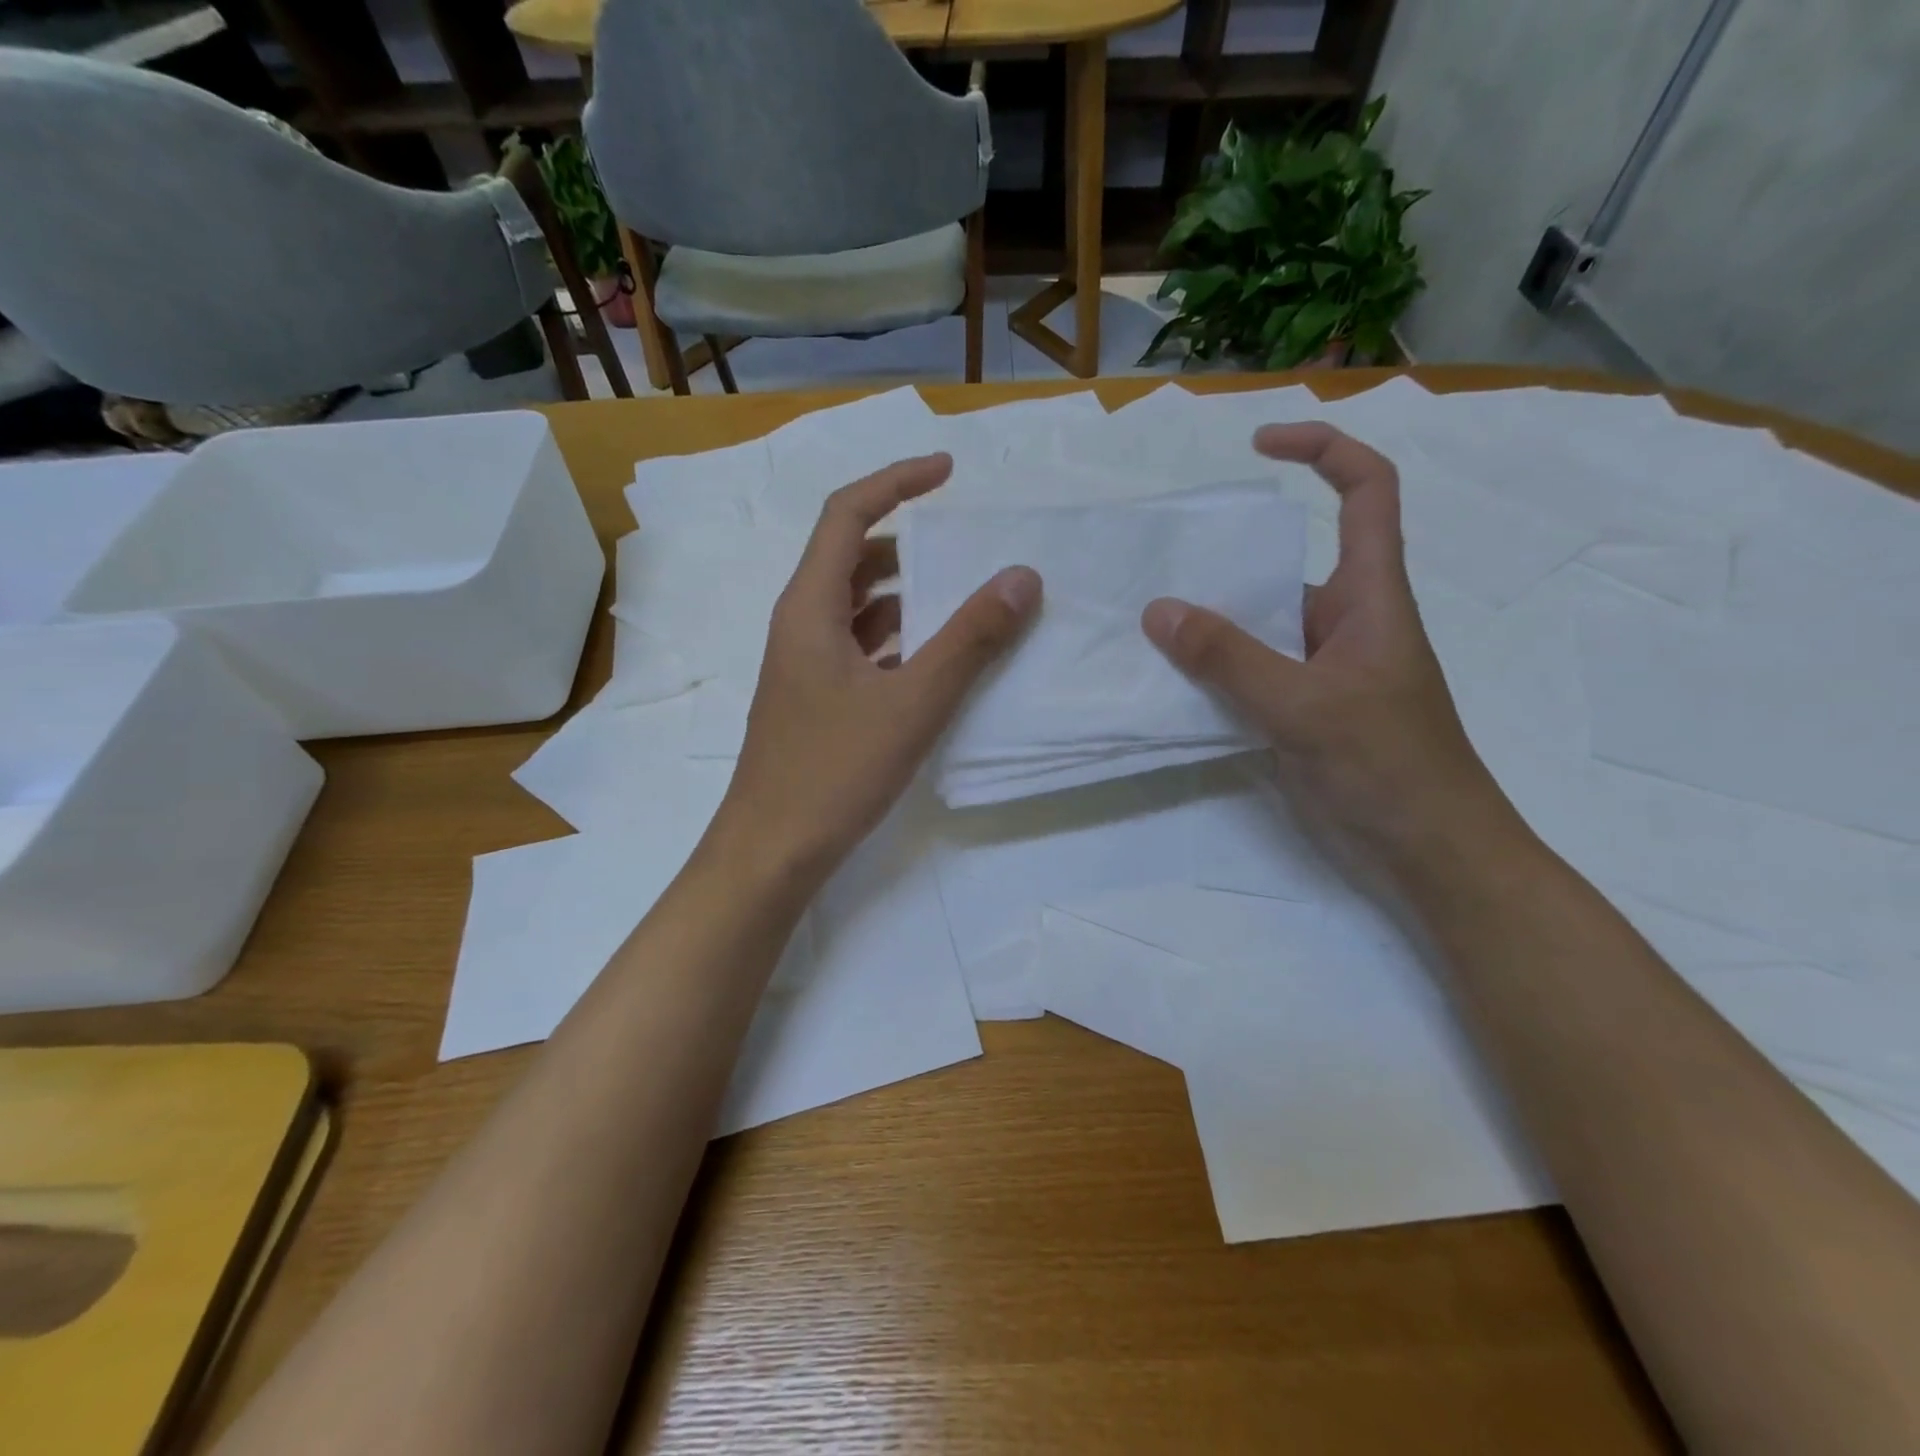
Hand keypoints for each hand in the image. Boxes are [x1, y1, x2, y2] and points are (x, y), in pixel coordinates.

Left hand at [710, 453, 1040, 892]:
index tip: (949, 473)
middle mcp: (802, 624)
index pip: (847, 514)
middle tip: (968, 547)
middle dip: (910, 543)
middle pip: (854, 559)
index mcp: (810, 607)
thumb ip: (969, 639)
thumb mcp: (912, 702)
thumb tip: (1021, 577)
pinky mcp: (817, 700)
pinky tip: (939, 662)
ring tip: (967, 599)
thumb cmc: (834, 770)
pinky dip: (900, 640)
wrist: (773, 851)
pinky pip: (862, 648)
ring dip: (909, 596)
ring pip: (860, 608)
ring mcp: (806, 665)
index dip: (897, 482)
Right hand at [1141, 422, 1517, 880]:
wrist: (1431, 853)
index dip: (1322, 450)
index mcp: (1370, 596)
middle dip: (1228, 558)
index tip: (1259, 447)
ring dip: (1210, 622)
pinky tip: (1169, 682)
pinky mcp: (1302, 710)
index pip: (1365, 492)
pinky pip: (1250, 672)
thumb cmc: (1389, 767)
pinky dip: (1212, 670)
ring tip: (1146, 625)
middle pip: (1287, 563)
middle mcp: (1345, 621)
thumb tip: (1158, 611)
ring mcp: (1321, 669)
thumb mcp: (1304, 706)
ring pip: (1260, 625)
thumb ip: (1228, 659)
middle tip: (1161, 566)